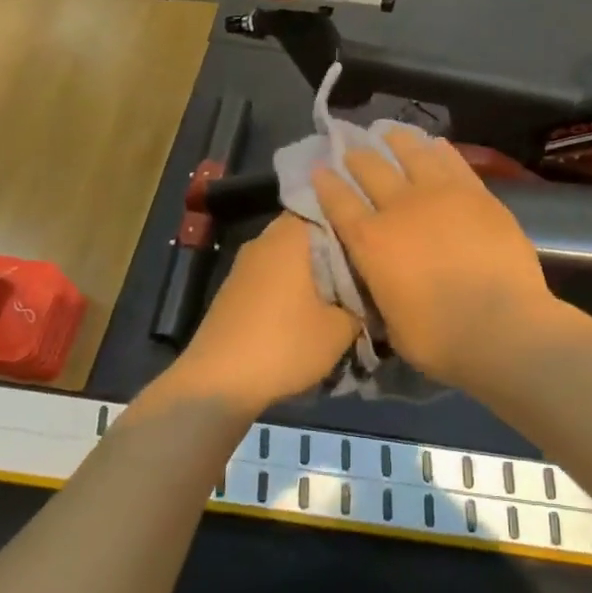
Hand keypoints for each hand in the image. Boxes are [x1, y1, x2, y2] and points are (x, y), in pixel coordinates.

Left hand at [173, 215, 358, 414]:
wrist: (217, 383)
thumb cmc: (285, 343)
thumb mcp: (341, 330)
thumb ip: (362, 306)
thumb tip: (368, 298)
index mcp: (290, 235)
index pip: (326, 209)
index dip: (352, 222)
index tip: (374, 240)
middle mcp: (264, 241)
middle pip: (308, 235)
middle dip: (335, 252)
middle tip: (364, 272)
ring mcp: (244, 266)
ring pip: (289, 258)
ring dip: (312, 274)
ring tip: (341, 297)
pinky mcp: (233, 292)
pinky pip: (272, 278)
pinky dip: (291, 290)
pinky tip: (308, 314)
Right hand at [311, 134, 556, 387]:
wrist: (502, 326)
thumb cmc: (440, 338)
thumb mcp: (391, 321)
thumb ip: (381, 288)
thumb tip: (382, 277)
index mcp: (371, 242)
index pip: (338, 203)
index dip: (326, 184)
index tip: (319, 169)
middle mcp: (400, 207)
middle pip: (371, 169)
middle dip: (357, 157)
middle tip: (351, 149)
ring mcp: (441, 194)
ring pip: (412, 153)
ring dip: (396, 141)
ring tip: (389, 132)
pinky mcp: (476, 193)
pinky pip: (452, 162)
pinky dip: (439, 150)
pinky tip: (434, 144)